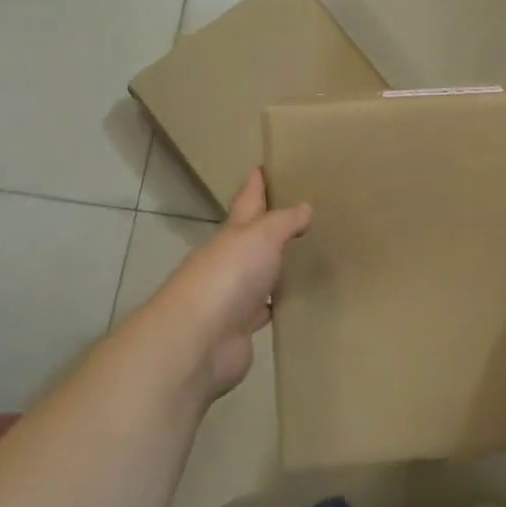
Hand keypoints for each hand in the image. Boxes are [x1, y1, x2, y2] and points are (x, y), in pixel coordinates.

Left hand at [147, 168, 311, 400]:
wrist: (200, 339)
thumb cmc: (230, 274)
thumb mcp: (262, 235)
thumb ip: (284, 221)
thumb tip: (304, 208)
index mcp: (232, 234)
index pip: (246, 201)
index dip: (255, 185)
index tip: (262, 167)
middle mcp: (230, 261)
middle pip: (252, 239)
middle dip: (269, 227)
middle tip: (299, 216)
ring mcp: (234, 296)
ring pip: (260, 275)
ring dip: (276, 268)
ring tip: (305, 257)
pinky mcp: (242, 328)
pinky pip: (265, 309)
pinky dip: (278, 304)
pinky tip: (296, 300)